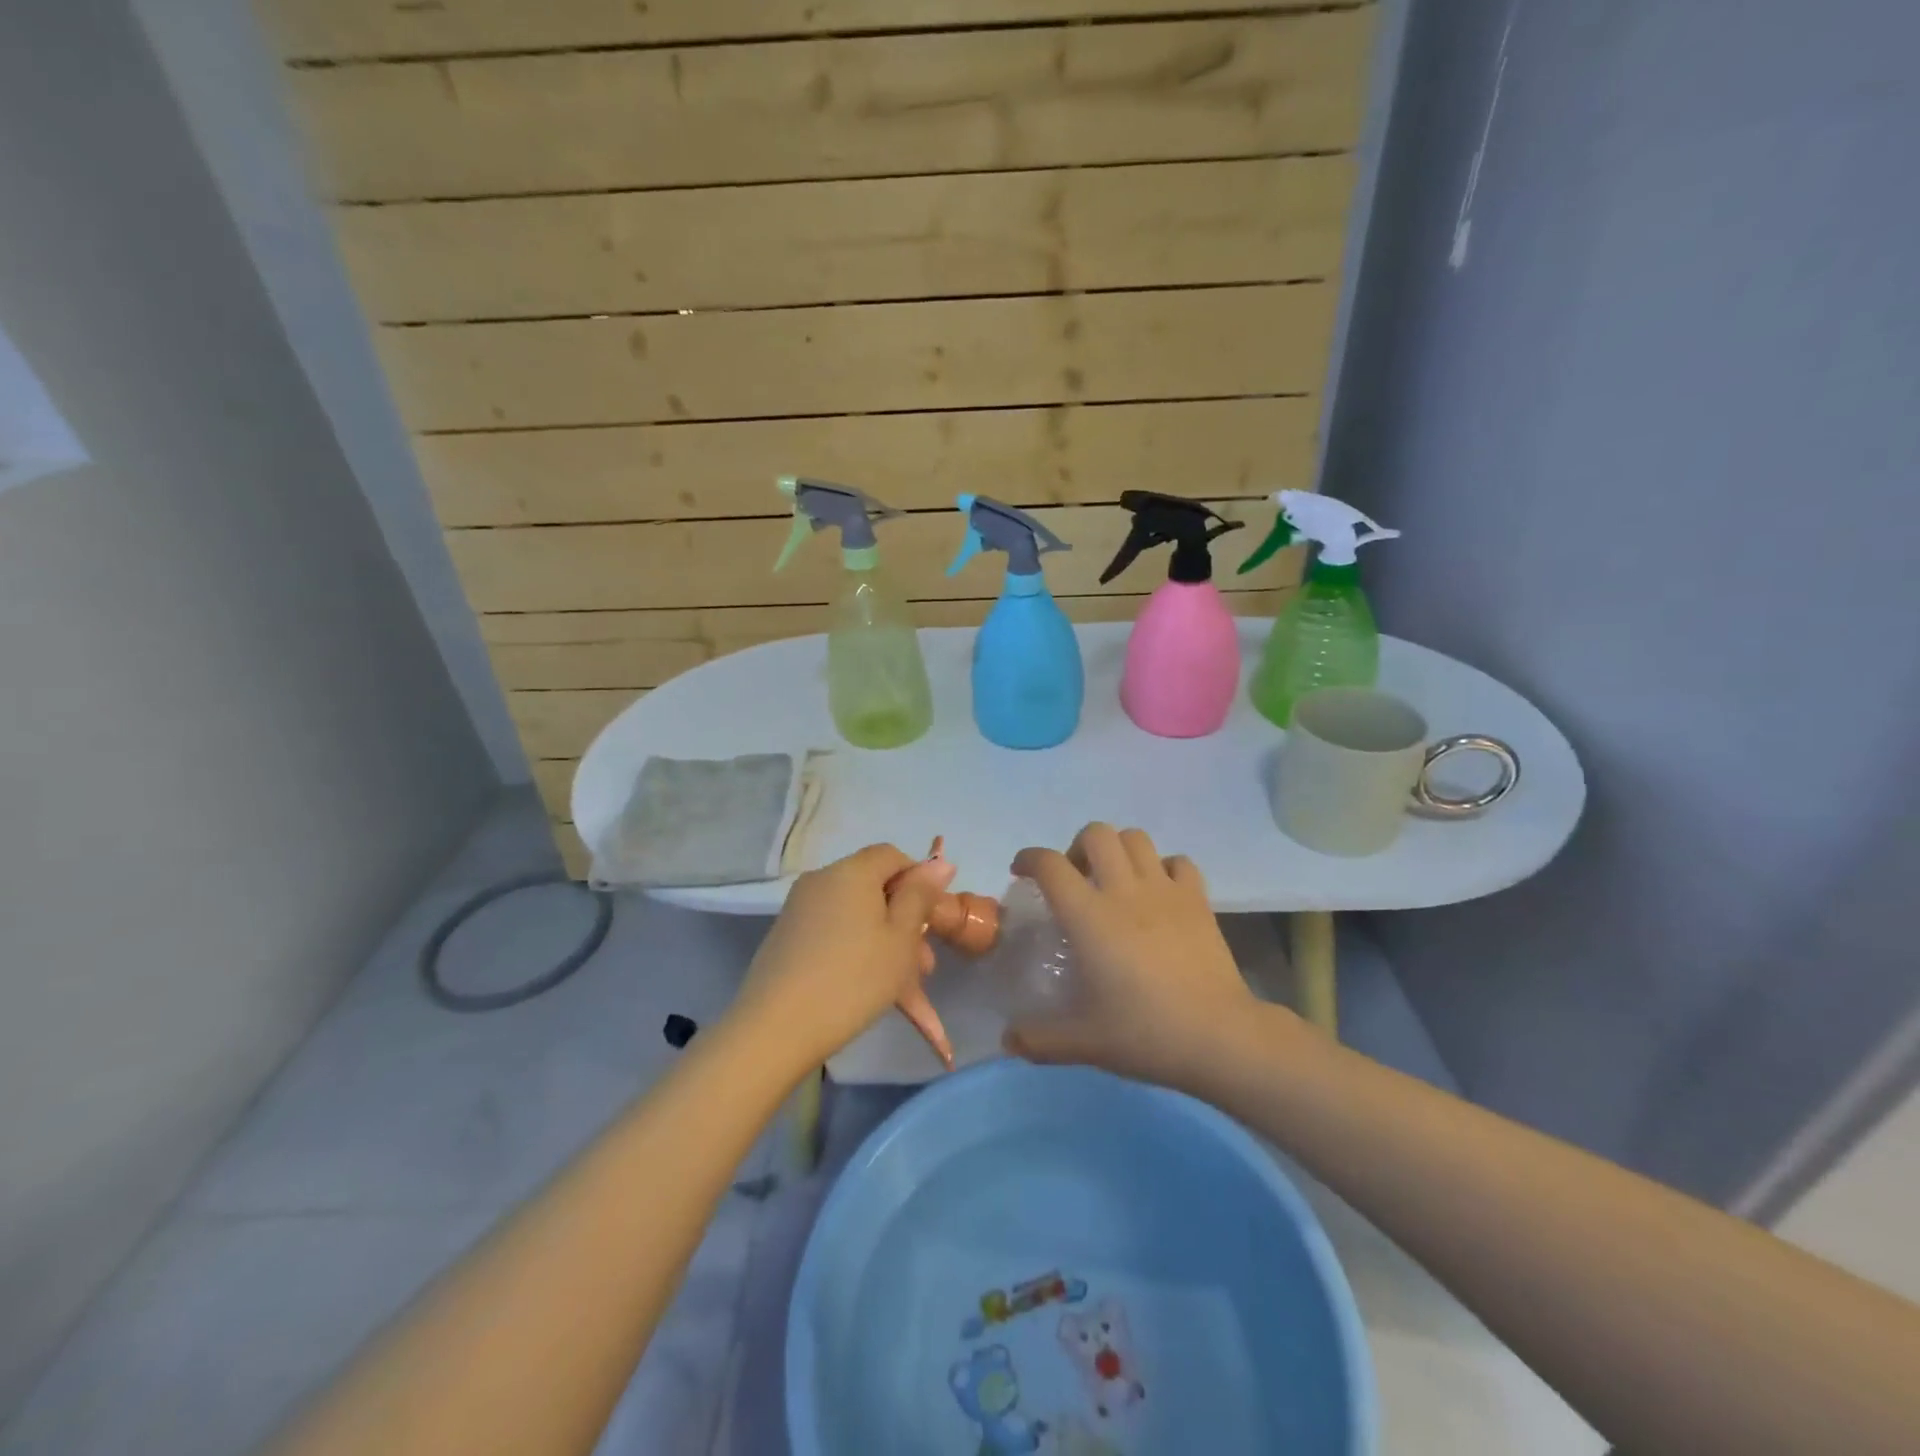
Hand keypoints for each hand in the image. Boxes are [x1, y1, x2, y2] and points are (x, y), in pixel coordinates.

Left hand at [731, 844, 949, 1073]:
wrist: (775, 1029)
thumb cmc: (853, 979)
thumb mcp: (901, 938)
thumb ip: (920, 896)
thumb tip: (941, 862)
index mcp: (851, 871)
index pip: (893, 856)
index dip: (919, 882)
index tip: (932, 921)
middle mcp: (822, 880)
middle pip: (874, 888)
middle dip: (905, 923)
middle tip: (924, 967)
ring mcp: (799, 909)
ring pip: (856, 916)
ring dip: (885, 944)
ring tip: (906, 992)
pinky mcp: (786, 937)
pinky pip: (834, 933)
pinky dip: (856, 952)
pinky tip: (870, 990)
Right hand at [1004, 823, 1258, 1090]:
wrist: (1219, 1037)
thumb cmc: (1146, 1033)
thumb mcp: (1084, 1043)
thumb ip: (1039, 1039)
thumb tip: (1008, 1040)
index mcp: (1089, 917)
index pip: (1050, 865)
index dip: (1029, 859)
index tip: (1022, 872)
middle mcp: (1124, 891)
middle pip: (1096, 834)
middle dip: (1077, 847)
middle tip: (1075, 879)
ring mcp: (1165, 890)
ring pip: (1136, 838)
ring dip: (1118, 850)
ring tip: (1114, 881)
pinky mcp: (1198, 899)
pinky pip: (1178, 862)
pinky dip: (1163, 868)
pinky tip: (1159, 894)